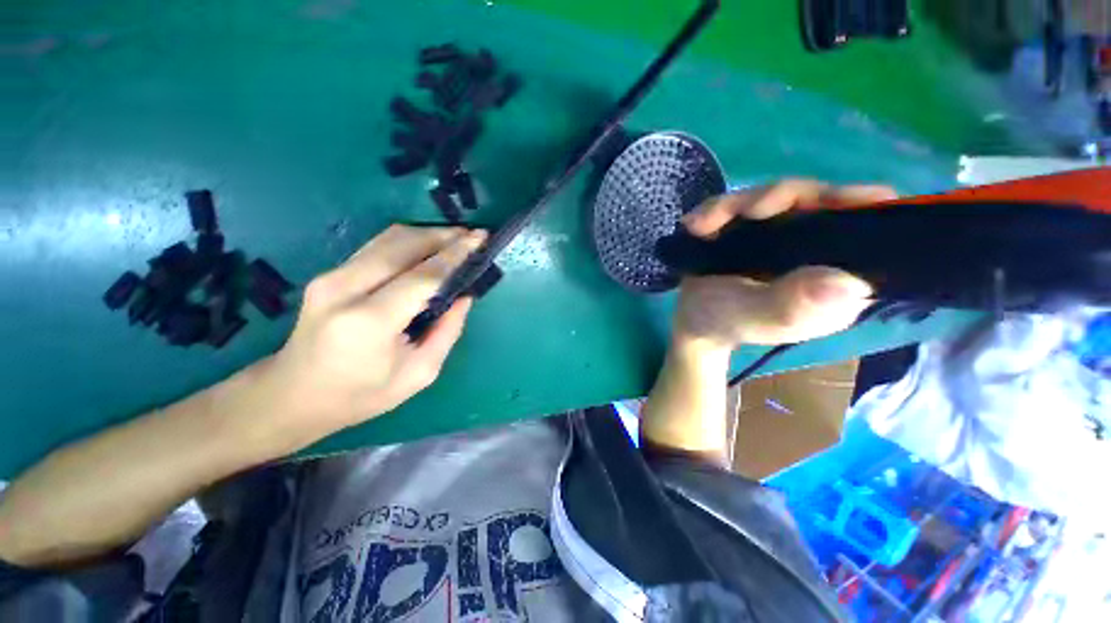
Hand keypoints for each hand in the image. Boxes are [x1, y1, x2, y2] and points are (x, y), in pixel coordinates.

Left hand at [252, 225, 484, 446]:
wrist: (291, 395)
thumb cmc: (360, 395)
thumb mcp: (418, 374)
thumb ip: (447, 332)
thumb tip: (465, 297)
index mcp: (370, 321)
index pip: (422, 276)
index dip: (455, 255)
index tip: (480, 239)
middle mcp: (345, 289)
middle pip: (404, 245)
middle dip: (444, 236)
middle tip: (473, 236)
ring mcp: (331, 277)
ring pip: (389, 238)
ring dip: (427, 234)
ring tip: (456, 239)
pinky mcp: (329, 274)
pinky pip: (378, 247)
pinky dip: (409, 242)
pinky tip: (429, 248)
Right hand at [673, 179, 896, 350]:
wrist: (693, 321)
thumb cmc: (724, 324)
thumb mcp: (754, 321)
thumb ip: (790, 307)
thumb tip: (846, 283)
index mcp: (836, 276)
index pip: (869, 228)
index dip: (858, 205)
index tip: (832, 199)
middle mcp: (818, 249)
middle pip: (818, 199)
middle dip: (779, 198)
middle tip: (745, 211)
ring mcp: (784, 235)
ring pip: (776, 196)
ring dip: (736, 204)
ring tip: (699, 225)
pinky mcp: (754, 228)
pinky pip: (742, 204)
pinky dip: (717, 209)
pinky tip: (694, 225)